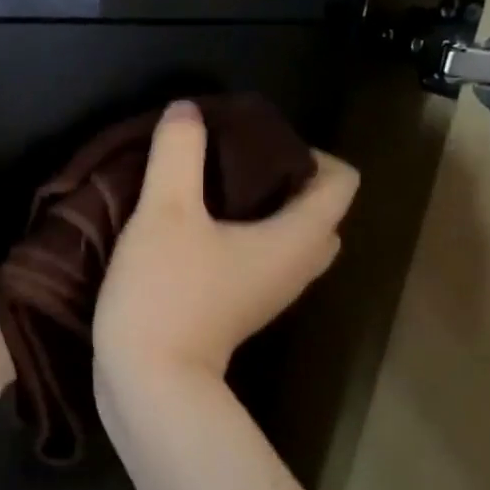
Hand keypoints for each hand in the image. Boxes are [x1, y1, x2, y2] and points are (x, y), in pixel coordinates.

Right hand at [94, 99, 357, 385]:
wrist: (148, 379)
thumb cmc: (166, 292)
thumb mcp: (164, 211)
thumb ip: (177, 153)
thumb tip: (186, 110)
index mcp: (297, 238)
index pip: (341, 180)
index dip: (309, 150)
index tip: (254, 140)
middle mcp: (296, 267)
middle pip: (317, 211)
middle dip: (283, 178)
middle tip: (232, 161)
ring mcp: (268, 294)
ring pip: (286, 239)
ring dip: (260, 210)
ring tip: (209, 189)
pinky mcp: (238, 310)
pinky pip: (258, 260)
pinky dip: (239, 237)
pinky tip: (193, 229)